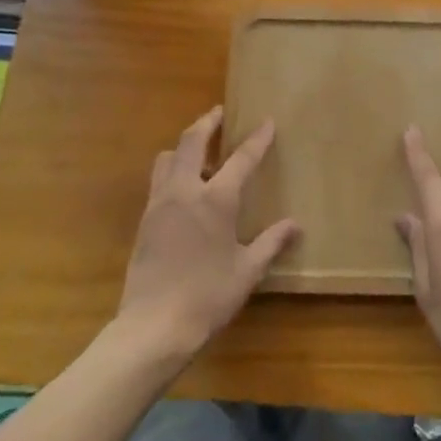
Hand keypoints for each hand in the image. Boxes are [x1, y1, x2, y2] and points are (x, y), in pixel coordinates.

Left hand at [115, 107, 299, 364]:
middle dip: (207, 122)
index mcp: (216, 199)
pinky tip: (184, 189)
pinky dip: (173, 171)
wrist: (153, 327)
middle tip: (219, 114)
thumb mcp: (247, 271)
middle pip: (192, 140)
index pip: (242, 158)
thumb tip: (295, 225)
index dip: (257, 138)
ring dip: (185, 146)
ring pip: (168, 157)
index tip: (267, 121)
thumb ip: (271, 243)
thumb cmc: (208, 297)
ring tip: (201, 153)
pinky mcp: (145, 219)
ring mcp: (160, 203)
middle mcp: (186, 190)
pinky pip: (159, 180)